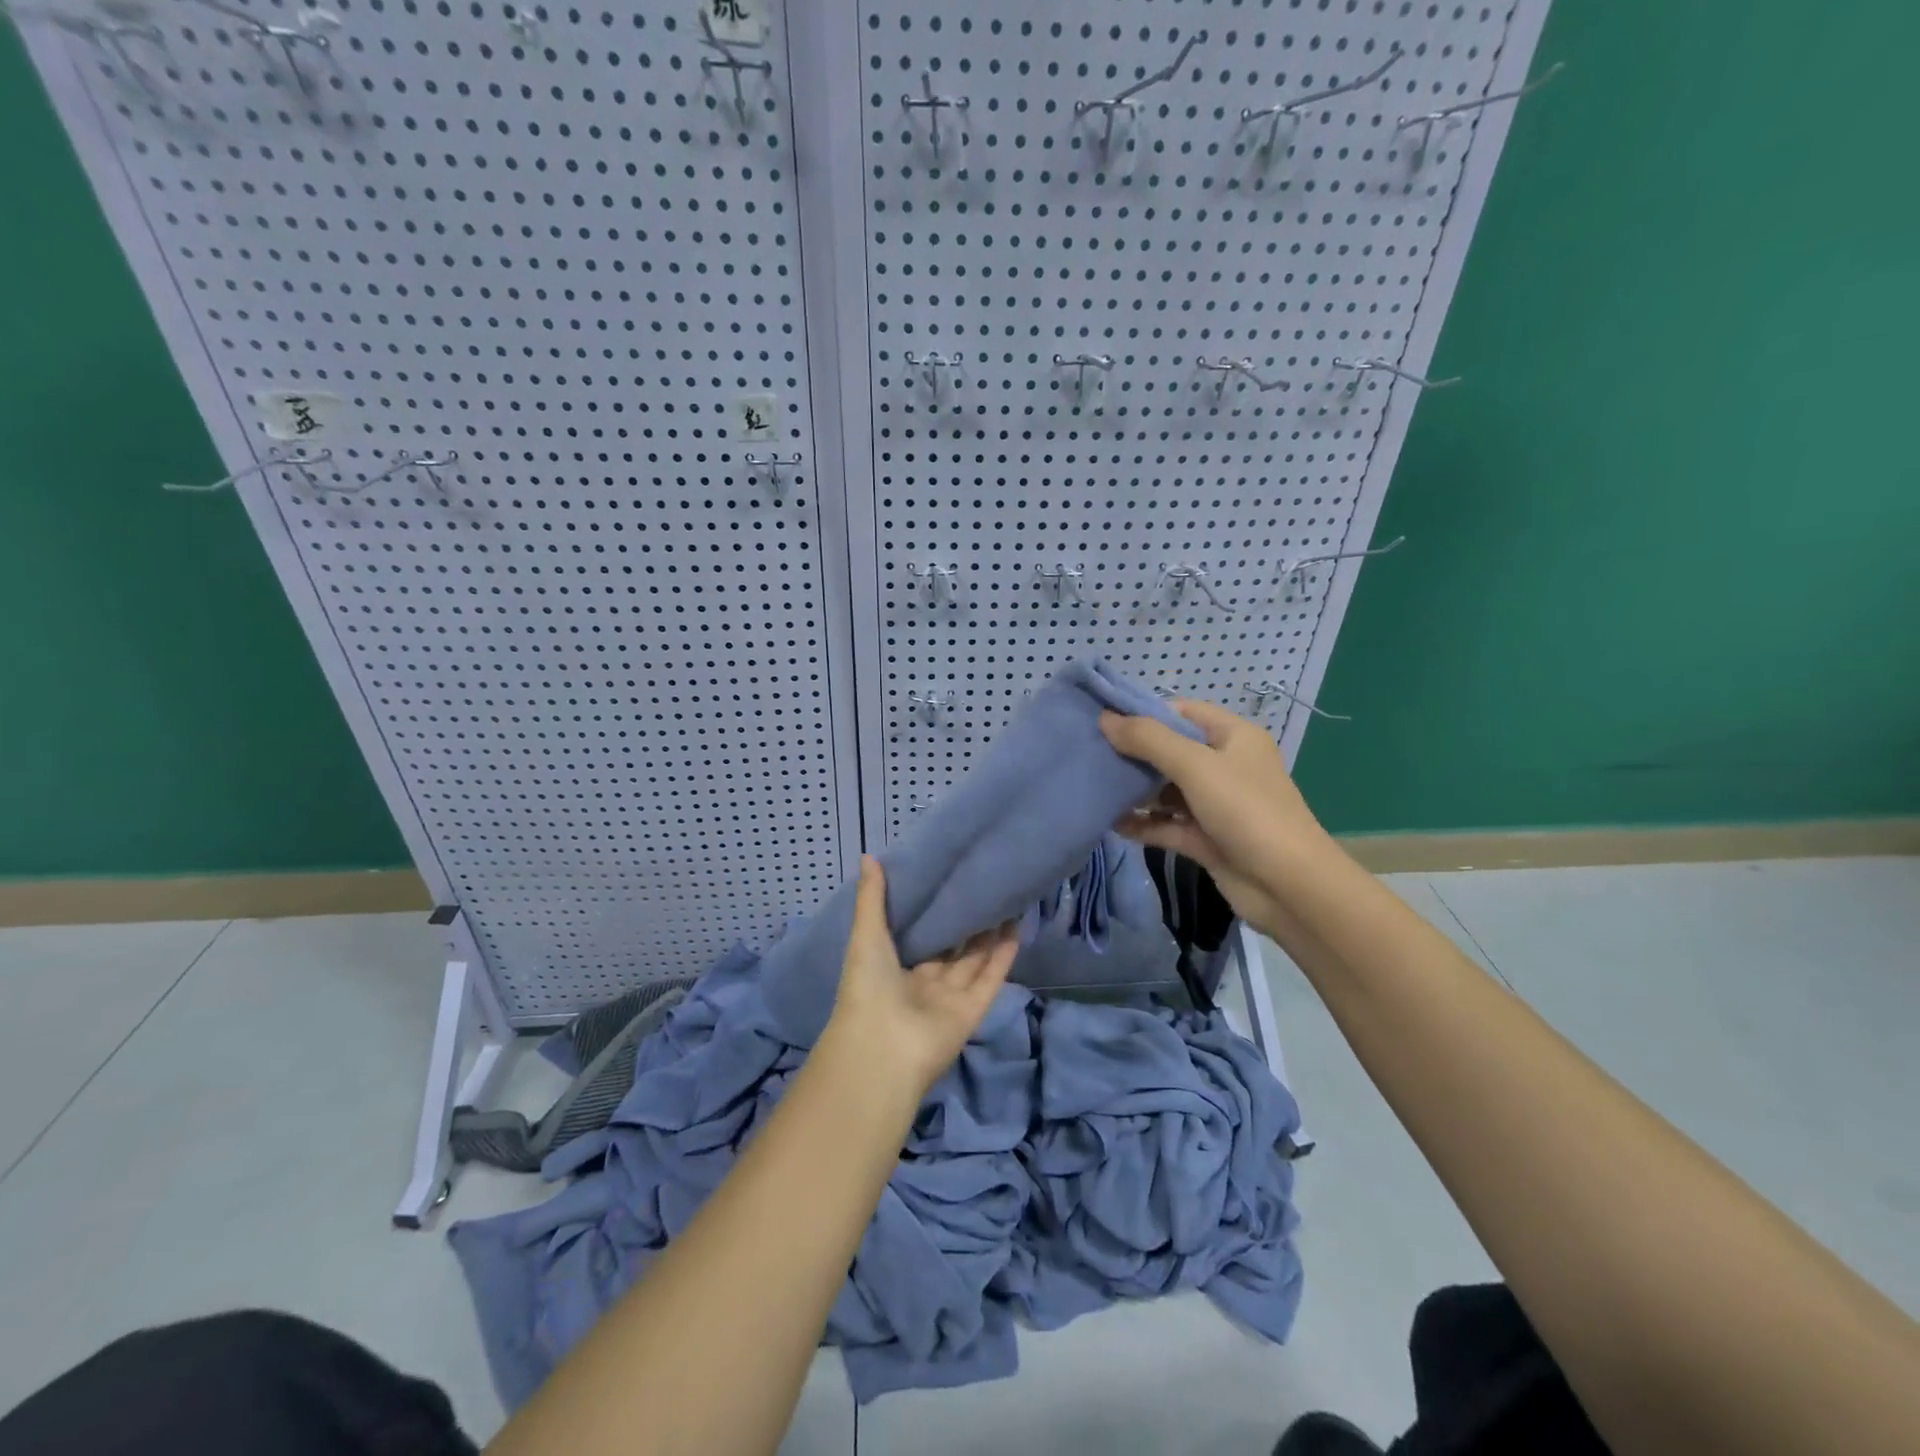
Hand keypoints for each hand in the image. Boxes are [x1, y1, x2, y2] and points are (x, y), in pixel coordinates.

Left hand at [824, 857, 1018, 1098]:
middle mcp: (922, 984)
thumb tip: (868, 855)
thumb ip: (872, 898)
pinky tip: (1015, 928)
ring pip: (974, 962)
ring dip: (989, 935)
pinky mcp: (971, 1012)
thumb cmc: (867, 987)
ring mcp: (948, 1000)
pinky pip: (989, 980)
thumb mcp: (866, 935)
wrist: (881, 1048)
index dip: (934, 913)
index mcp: (893, 969)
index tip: (949, 882)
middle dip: (967, 923)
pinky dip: (1002, 957)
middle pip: (951, 950)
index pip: (918, 937)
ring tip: (1006, 901)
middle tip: (984, 887)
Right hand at [1099, 699, 1331, 937]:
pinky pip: (1166, 824)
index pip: (1182, 713)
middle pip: (1169, 751)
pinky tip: (1111, 823)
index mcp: (1232, 737)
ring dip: (1134, 791)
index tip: (1103, 720)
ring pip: (1165, 790)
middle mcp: (1224, 766)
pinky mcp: (1205, 839)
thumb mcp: (1196, 766)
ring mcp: (1214, 805)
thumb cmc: (1246, 811)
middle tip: (1089, 754)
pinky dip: (1142, 823)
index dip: (1144, 713)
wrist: (1289, 887)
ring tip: (1093, 787)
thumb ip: (1148, 740)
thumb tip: (1105, 719)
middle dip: (1132, 754)